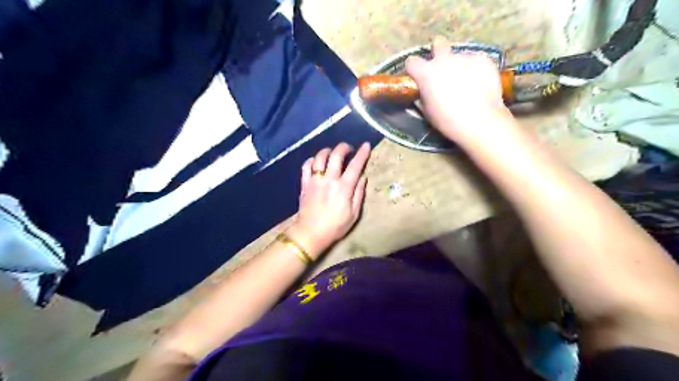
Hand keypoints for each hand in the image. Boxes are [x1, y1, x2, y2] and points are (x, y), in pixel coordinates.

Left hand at [287, 143, 369, 258]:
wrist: (310, 233)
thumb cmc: (335, 226)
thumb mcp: (354, 214)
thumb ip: (359, 194)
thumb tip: (362, 178)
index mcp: (344, 188)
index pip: (355, 165)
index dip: (362, 153)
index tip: (366, 145)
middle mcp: (329, 180)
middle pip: (336, 155)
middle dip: (344, 147)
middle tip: (348, 149)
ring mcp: (315, 180)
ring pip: (319, 157)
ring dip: (327, 151)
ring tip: (332, 152)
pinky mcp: (305, 184)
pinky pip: (306, 166)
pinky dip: (311, 160)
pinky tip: (316, 161)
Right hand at [405, 38, 512, 143]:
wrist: (479, 121)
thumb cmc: (447, 120)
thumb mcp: (427, 111)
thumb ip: (423, 95)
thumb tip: (423, 91)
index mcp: (426, 73)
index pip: (411, 61)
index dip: (414, 69)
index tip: (417, 76)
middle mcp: (444, 60)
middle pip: (438, 43)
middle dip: (438, 51)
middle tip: (443, 67)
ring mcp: (465, 57)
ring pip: (459, 55)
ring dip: (459, 65)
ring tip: (467, 82)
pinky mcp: (483, 59)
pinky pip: (476, 61)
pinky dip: (476, 69)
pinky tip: (480, 83)